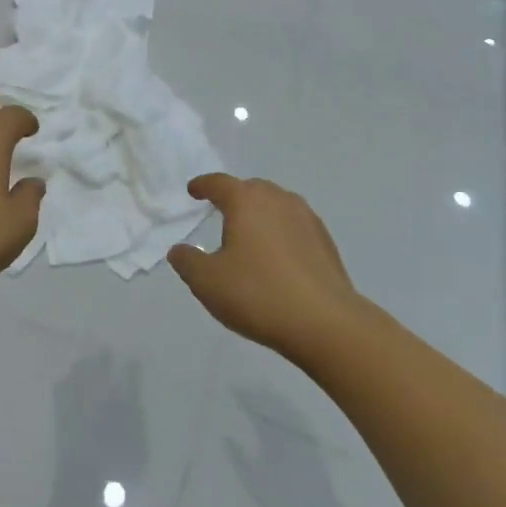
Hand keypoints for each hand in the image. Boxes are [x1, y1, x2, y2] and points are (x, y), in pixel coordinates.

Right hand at [168, 174, 360, 359]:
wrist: (325, 323)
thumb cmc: (258, 294)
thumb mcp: (208, 282)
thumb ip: (188, 262)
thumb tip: (180, 250)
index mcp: (246, 201)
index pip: (219, 183)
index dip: (203, 185)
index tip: (193, 190)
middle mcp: (278, 199)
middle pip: (251, 189)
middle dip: (234, 197)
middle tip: (221, 213)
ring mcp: (306, 218)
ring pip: (276, 205)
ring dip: (260, 214)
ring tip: (250, 235)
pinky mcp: (326, 241)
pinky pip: (295, 226)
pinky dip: (281, 232)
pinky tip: (278, 257)